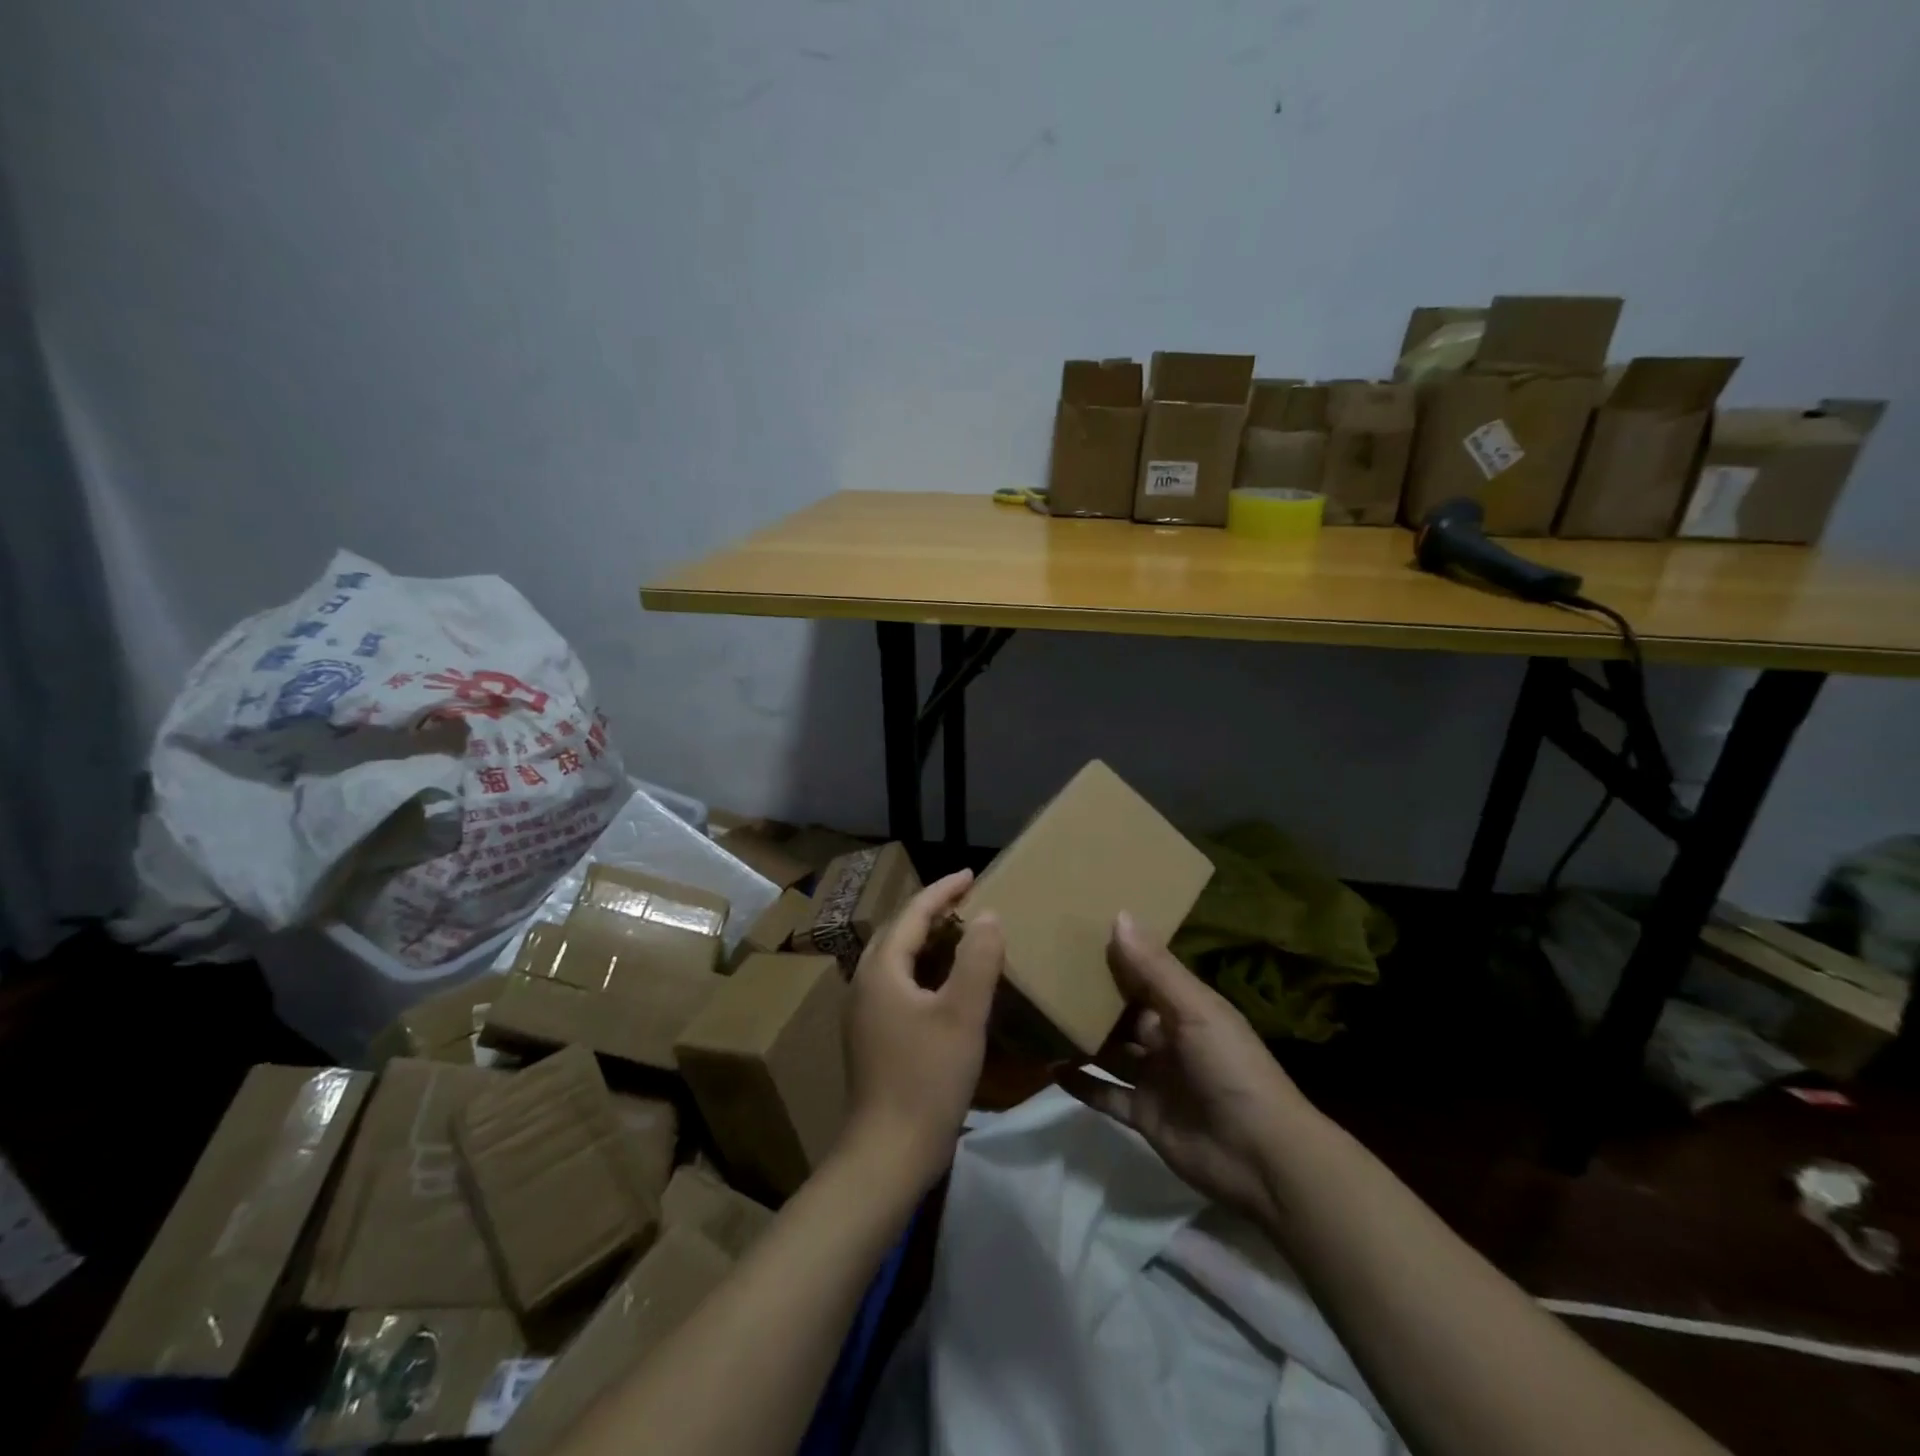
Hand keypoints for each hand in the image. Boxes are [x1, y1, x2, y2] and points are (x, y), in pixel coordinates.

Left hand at [842, 869, 1003, 1191]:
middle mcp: (865, 983)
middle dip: (932, 912)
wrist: (889, 1152)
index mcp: (881, 969)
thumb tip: (988, 916)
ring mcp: (865, 1012)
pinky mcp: (873, 1037)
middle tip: (968, 901)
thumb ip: (977, 959)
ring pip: (898, 960)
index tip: (972, 874)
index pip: (913, 913)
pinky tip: (947, 985)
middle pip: (900, 932)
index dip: (943, 891)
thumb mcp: (962, 1014)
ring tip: (962, 935)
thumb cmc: (927, 1077)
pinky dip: (925, 970)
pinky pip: (899, 984)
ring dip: (928, 941)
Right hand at [1064, 913, 1316, 1225]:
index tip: (1077, 933)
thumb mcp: (1195, 1010)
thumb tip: (1119, 914)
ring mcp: (1155, 1078)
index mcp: (1186, 1008)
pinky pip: (1105, 1094)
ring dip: (1083, 1037)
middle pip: (1124, 1013)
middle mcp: (1168, 1039)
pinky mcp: (1143, 1115)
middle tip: (1047, 972)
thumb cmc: (1231, 1068)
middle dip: (1093, 996)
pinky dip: (1081, 1083)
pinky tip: (1050, 1068)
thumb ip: (1154, 968)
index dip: (1117, 956)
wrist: (1262, 1158)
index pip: (1145, 975)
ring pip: (1111, 1051)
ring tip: (1042, 1015)